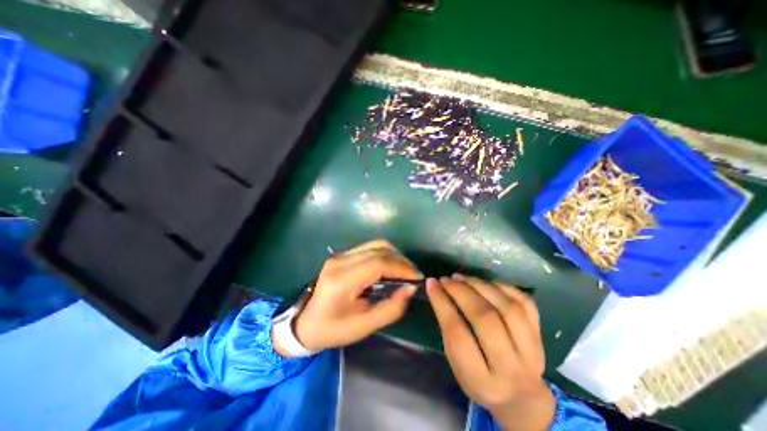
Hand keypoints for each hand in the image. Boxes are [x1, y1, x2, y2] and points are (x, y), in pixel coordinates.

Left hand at [279, 239, 420, 353]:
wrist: (304, 322)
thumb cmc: (332, 330)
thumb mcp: (363, 326)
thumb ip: (390, 308)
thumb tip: (410, 288)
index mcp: (342, 280)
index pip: (378, 263)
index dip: (401, 267)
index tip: (417, 278)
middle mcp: (340, 261)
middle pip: (378, 249)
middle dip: (401, 260)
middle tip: (413, 275)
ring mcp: (340, 255)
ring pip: (375, 244)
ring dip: (394, 255)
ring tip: (404, 271)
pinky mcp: (342, 255)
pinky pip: (369, 248)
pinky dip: (384, 255)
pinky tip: (390, 267)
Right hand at [425, 276, 557, 430]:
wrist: (521, 397)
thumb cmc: (479, 379)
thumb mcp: (457, 363)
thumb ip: (449, 329)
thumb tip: (439, 291)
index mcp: (482, 380)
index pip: (458, 333)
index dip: (442, 303)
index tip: (431, 284)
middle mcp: (510, 367)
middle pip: (485, 318)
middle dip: (461, 291)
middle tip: (446, 279)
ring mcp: (532, 351)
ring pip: (507, 308)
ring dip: (481, 286)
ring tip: (462, 278)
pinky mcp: (541, 336)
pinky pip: (525, 303)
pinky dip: (503, 287)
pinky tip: (486, 283)